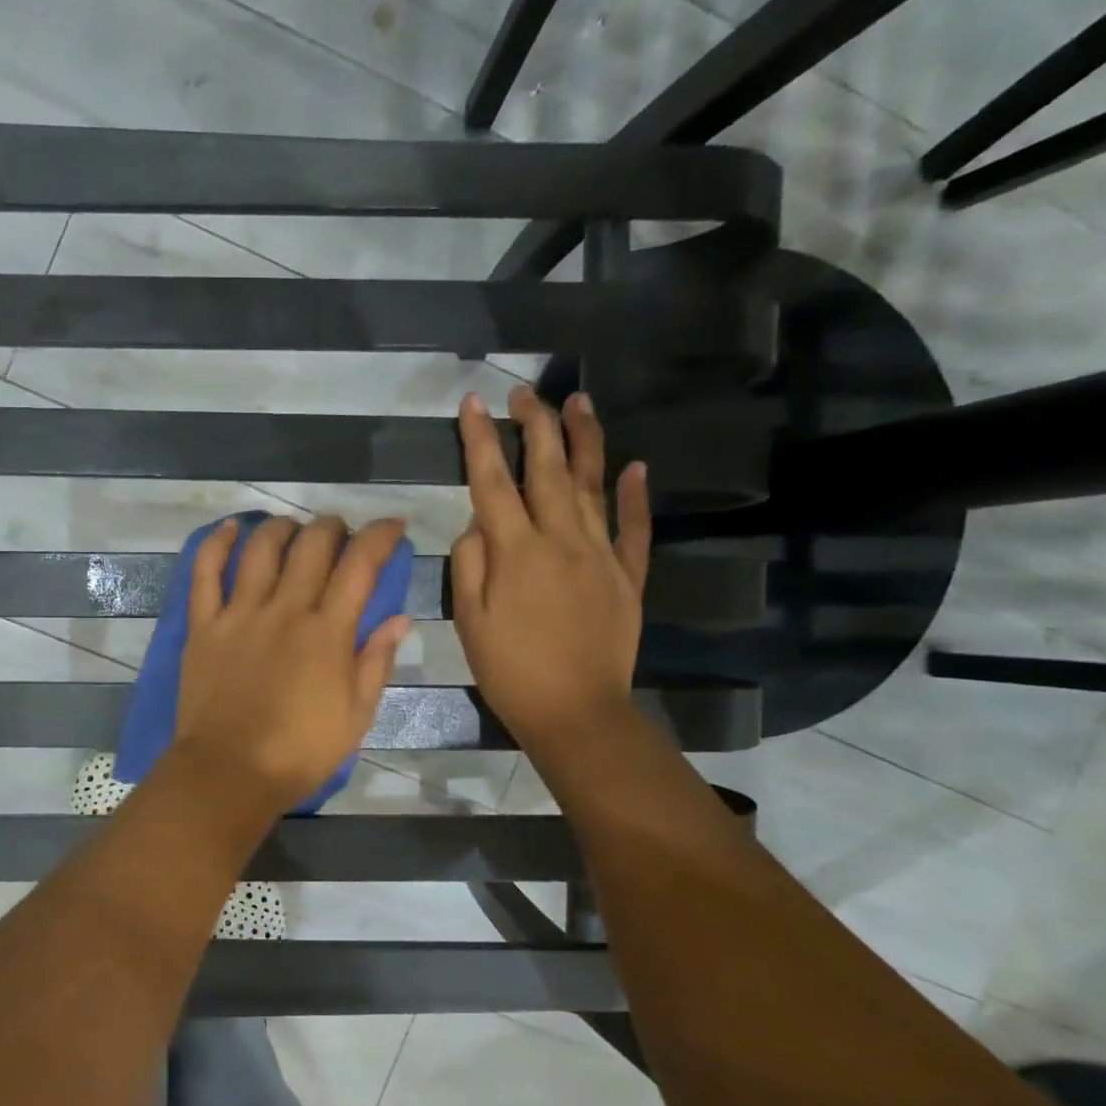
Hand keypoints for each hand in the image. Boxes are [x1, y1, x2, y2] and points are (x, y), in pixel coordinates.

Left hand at [172, 514, 411, 814]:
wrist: (229, 773)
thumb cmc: (300, 752)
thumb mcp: (355, 716)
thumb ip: (376, 662)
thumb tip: (399, 618)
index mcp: (327, 632)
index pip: (361, 565)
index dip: (381, 536)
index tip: (393, 526)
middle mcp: (285, 610)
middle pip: (312, 545)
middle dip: (333, 527)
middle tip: (341, 532)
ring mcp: (240, 614)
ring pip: (261, 549)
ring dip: (282, 528)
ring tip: (294, 529)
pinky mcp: (204, 625)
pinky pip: (205, 573)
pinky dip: (216, 544)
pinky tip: (229, 528)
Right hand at [451, 387, 650, 760]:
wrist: (576, 712)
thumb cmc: (511, 671)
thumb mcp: (469, 621)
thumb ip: (469, 564)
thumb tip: (476, 524)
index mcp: (516, 551)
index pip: (492, 481)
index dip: (480, 440)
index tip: (473, 403)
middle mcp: (561, 539)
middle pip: (546, 468)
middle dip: (534, 424)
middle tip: (524, 393)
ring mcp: (600, 554)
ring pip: (592, 485)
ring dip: (584, 441)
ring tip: (579, 403)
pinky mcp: (627, 575)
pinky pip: (634, 528)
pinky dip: (635, 496)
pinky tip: (636, 467)